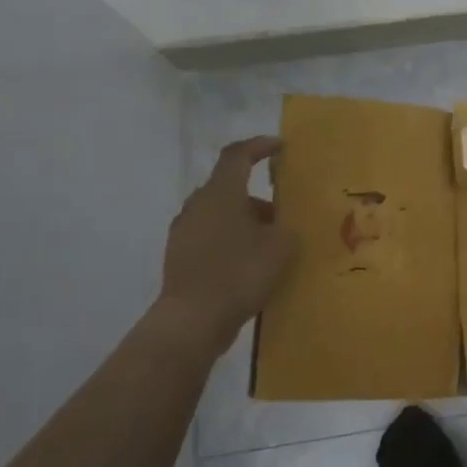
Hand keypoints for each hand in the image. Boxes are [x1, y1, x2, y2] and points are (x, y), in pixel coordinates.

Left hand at [157, 136, 296, 354]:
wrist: (192, 321)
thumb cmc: (239, 273)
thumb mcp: (280, 247)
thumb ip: (287, 228)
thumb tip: (283, 226)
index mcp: (221, 193)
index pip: (238, 155)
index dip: (259, 146)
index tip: (280, 146)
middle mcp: (198, 205)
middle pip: (230, 187)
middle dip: (258, 197)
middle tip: (283, 213)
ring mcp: (184, 231)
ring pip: (220, 214)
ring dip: (245, 221)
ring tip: (271, 244)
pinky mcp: (179, 256)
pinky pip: (211, 237)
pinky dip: (231, 241)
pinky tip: (250, 264)